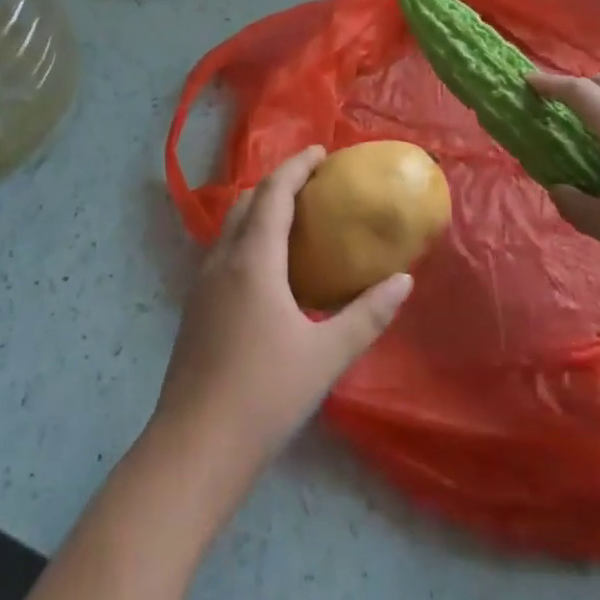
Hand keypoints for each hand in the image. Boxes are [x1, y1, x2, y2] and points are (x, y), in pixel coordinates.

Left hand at [152, 147, 413, 478]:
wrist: (195, 447)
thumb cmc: (265, 395)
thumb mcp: (326, 356)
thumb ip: (368, 315)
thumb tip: (404, 281)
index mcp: (253, 260)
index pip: (273, 194)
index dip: (296, 166)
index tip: (321, 152)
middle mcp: (222, 260)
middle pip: (247, 202)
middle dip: (278, 183)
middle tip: (313, 183)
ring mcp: (202, 284)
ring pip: (230, 227)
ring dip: (259, 209)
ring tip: (293, 218)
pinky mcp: (196, 307)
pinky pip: (224, 251)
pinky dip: (248, 237)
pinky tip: (269, 268)